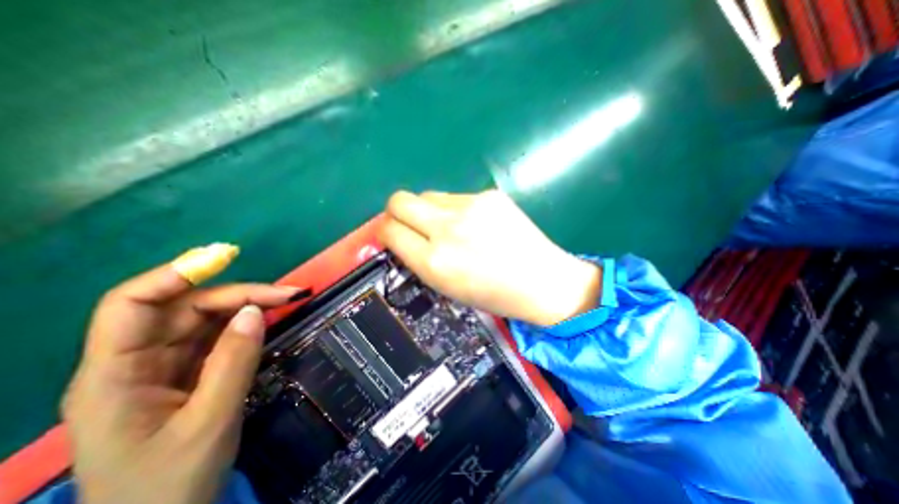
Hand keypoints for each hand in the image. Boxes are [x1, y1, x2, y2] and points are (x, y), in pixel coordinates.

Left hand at [65, 253, 300, 503]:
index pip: (133, 305)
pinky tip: (270, 320)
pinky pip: (219, 335)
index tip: (226, 258)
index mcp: (115, 376)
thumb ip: (233, 362)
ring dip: (249, 306)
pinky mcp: (190, 371)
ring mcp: (165, 366)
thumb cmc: (169, 486)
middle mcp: (136, 362)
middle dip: (239, 294)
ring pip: (207, 318)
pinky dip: (247, 324)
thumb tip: (257, 311)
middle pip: (186, 307)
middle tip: (289, 294)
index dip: (176, 274)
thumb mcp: (209, 421)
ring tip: (288, 301)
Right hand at [376, 189, 598, 325]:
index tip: (392, 236)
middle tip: (411, 224)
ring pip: (428, 195)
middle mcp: (447, 229)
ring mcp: (470, 207)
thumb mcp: (446, 287)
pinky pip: (455, 196)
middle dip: (397, 212)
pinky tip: (475, 223)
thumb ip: (419, 259)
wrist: (542, 281)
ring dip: (429, 211)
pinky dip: (454, 209)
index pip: (389, 230)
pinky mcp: (489, 195)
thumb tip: (401, 236)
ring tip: (449, 227)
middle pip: (399, 200)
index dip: (386, 232)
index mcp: (434, 261)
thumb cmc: (493, 294)